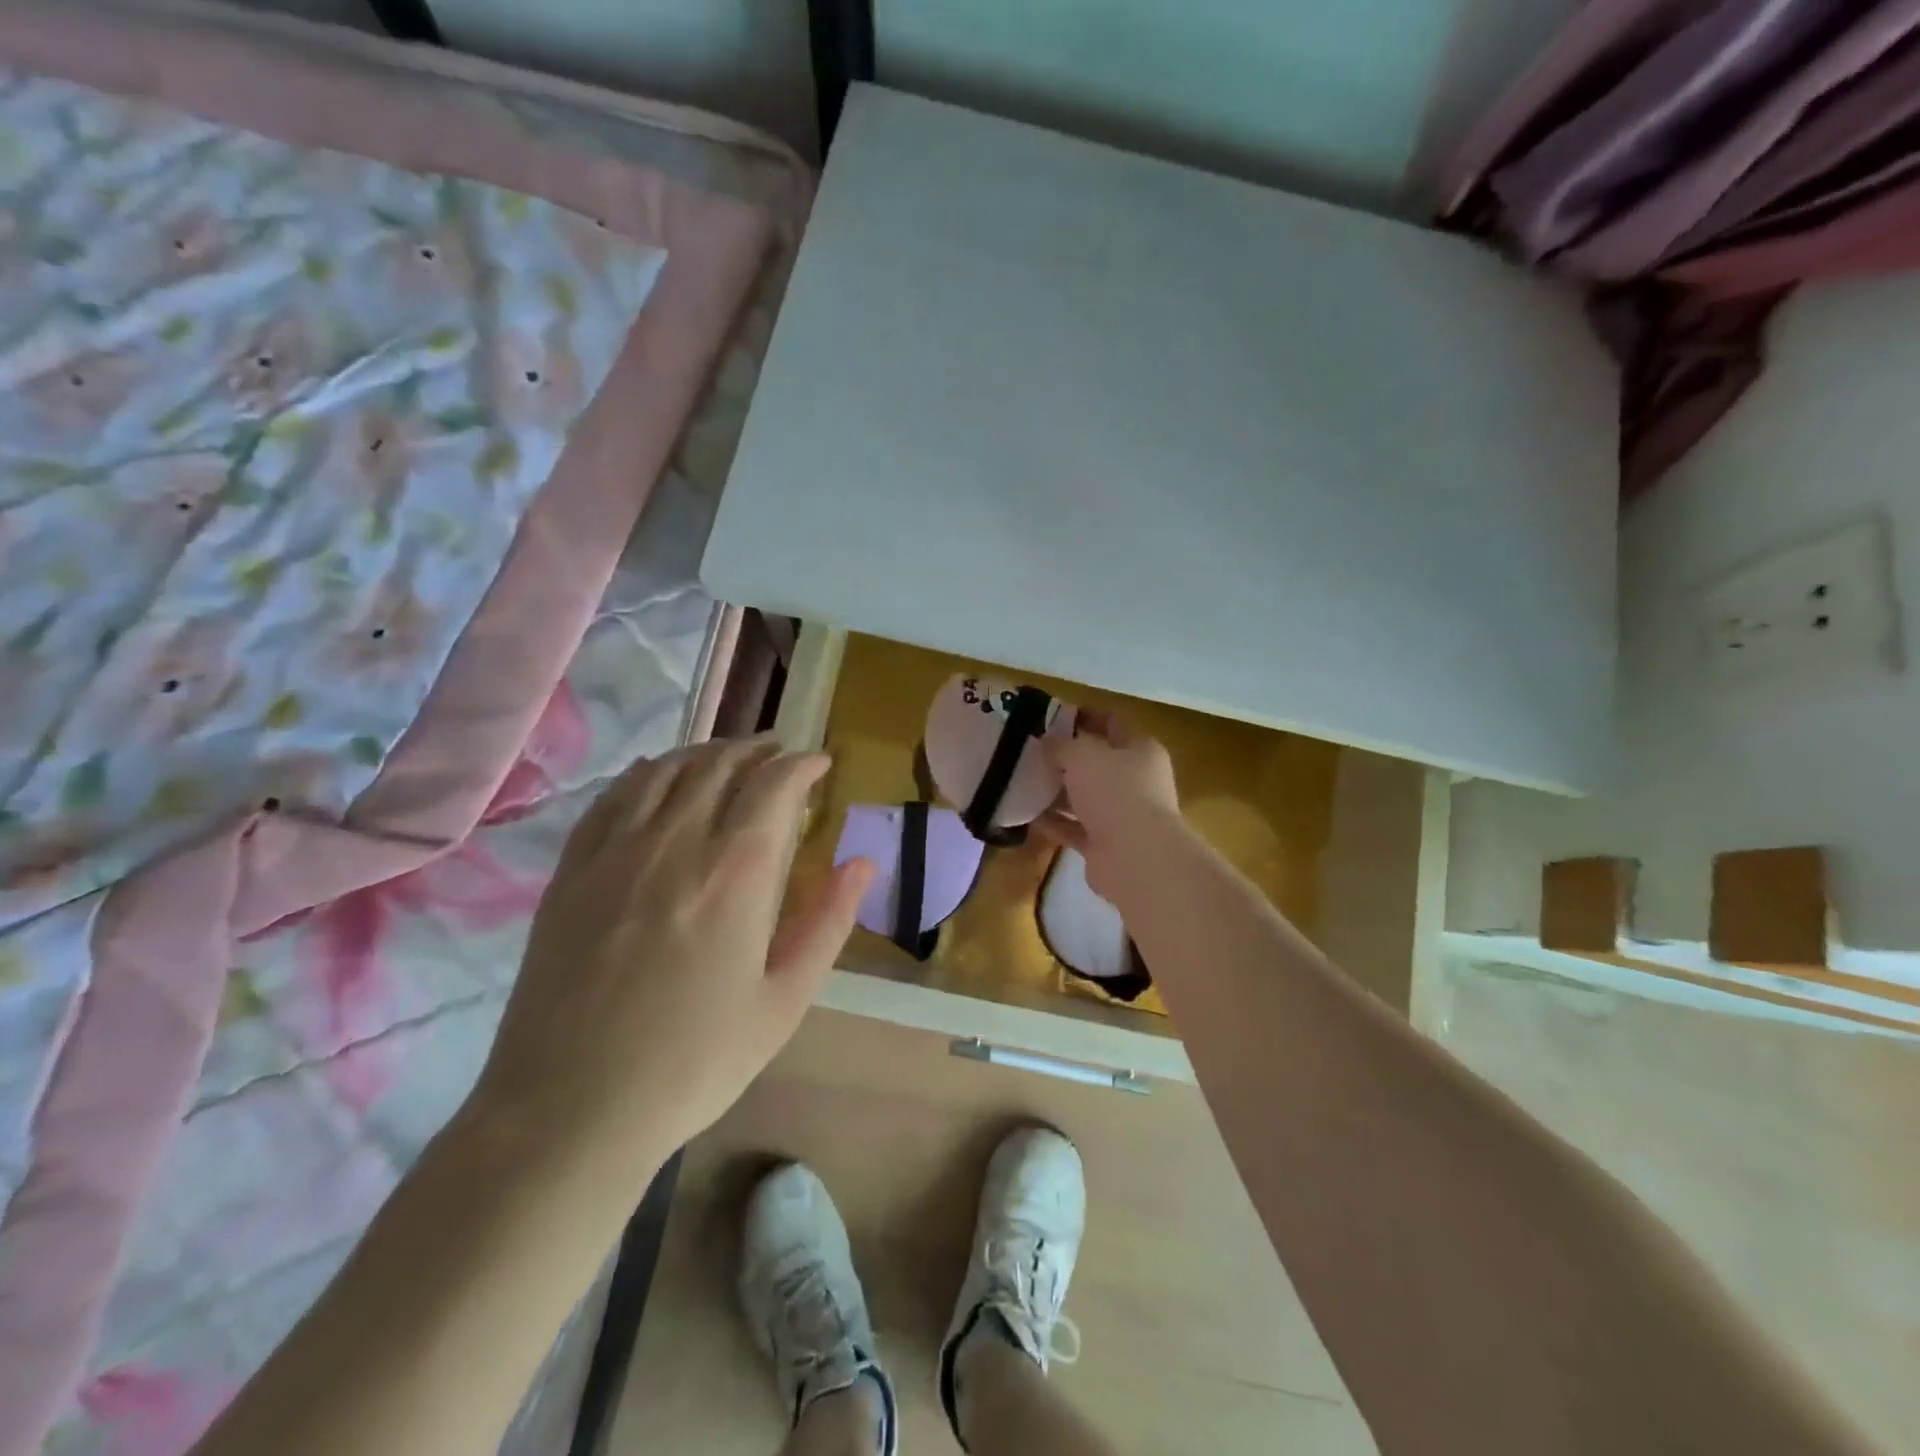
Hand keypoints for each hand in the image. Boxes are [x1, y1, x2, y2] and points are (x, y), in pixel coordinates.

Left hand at [470, 738, 873, 1185]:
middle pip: (720, 766)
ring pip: (666, 770)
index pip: (774, 785)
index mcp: (735, 873)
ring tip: (729, 757)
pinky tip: (657, 776)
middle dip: (758, 750)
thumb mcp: (785, 1001)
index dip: (801, 765)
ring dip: (705, 752)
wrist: (571, 1109)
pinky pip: (613, 797)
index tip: (819, 764)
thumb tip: (863, 863)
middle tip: (780, 752)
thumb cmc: (695, 1061)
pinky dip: (646, 773)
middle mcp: (676, 843)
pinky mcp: (571, 871)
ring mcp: (615, 852)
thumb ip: (828, 923)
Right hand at [1037, 709, 1181, 901]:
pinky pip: (1074, 827)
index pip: (1113, 723)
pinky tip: (1026, 814)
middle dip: (1065, 757)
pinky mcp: (1106, 845)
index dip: (1084, 716)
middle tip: (1031, 749)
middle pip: (1097, 763)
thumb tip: (1047, 742)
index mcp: (1141, 750)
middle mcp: (1136, 781)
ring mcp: (1122, 816)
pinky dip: (1054, 821)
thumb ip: (1062, 746)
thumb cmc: (1115, 792)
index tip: (1052, 715)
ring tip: (1023, 780)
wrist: (1135, 857)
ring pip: (1084, 797)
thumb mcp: (1083, 756)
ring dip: (1057, 791)